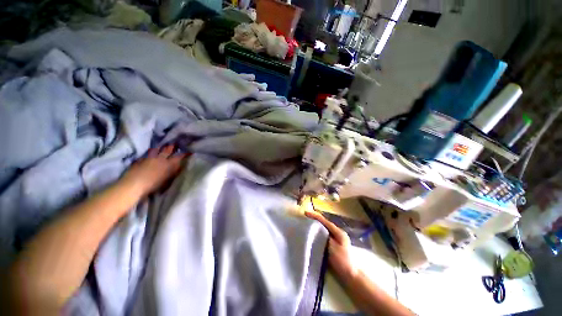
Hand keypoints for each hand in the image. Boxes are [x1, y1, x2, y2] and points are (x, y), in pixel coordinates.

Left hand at [121, 145, 188, 196]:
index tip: (189, 151)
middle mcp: (160, 159)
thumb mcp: (168, 180)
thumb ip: (174, 172)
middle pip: (167, 150)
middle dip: (172, 147)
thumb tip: (180, 166)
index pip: (179, 156)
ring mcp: (149, 158)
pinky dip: (149, 154)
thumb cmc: (154, 186)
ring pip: (156, 150)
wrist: (134, 185)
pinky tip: (148, 155)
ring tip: (161, 146)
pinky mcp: (139, 160)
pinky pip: (146, 155)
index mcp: (169, 164)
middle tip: (175, 144)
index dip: (185, 153)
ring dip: (160, 148)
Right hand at [305, 211, 357, 281]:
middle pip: (323, 223)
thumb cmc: (342, 261)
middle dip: (314, 220)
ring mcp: (335, 239)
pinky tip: (311, 235)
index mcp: (338, 231)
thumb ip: (324, 237)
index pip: (324, 220)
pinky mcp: (332, 245)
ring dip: (315, 226)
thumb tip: (315, 229)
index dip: (314, 216)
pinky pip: (323, 235)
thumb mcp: (332, 248)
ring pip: (323, 229)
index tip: (305, 213)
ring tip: (305, 225)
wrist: (350, 275)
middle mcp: (336, 233)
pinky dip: (316, 233)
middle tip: (303, 218)